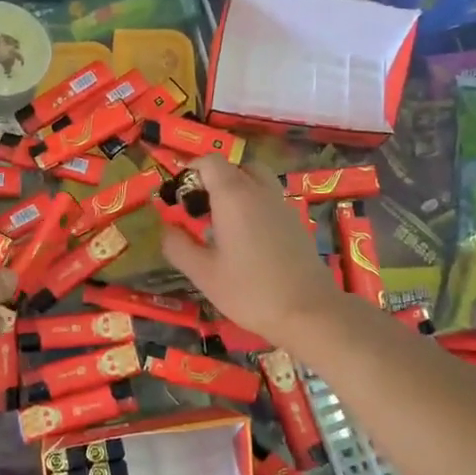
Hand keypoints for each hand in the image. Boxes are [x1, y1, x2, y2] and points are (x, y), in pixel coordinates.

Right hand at [161, 155, 345, 351]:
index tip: (179, 198)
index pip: (210, 162)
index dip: (190, 172)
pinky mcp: (295, 221)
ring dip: (235, 191)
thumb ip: (178, 247)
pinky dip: (252, 205)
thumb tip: (166, 230)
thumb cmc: (250, 291)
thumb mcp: (203, 274)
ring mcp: (281, 205)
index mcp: (234, 196)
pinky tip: (245, 239)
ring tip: (221, 223)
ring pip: (255, 180)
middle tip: (200, 209)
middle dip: (213, 180)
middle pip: (235, 167)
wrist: (309, 312)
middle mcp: (259, 191)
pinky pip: (268, 199)